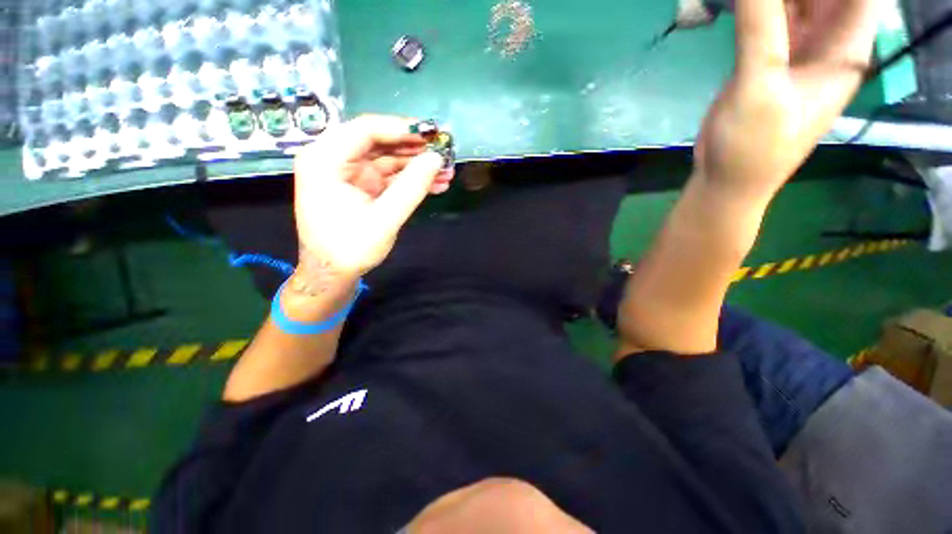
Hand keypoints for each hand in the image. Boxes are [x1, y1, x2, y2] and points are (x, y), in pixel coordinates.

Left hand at [290, 115, 453, 284]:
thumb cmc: (349, 248)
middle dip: (414, 150)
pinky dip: (411, 180)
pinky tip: (434, 185)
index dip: (402, 129)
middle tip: (444, 154)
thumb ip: (411, 188)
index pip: (366, 130)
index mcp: (325, 159)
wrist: (331, 274)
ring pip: (388, 160)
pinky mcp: (362, 188)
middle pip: (379, 142)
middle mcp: (335, 160)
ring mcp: (350, 174)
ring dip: (417, 167)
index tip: (433, 135)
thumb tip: (435, 159)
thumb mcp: (383, 220)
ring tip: (446, 172)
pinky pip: (389, 177)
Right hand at [694, 0, 878, 197]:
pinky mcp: (769, 57)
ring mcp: (798, 48)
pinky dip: (758, 4)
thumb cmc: (753, 146)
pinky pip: (771, 16)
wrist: (727, 179)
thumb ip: (759, 29)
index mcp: (846, 48)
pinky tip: (742, 4)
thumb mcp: (759, 88)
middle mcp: (829, 41)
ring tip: (749, 2)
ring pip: (798, 0)